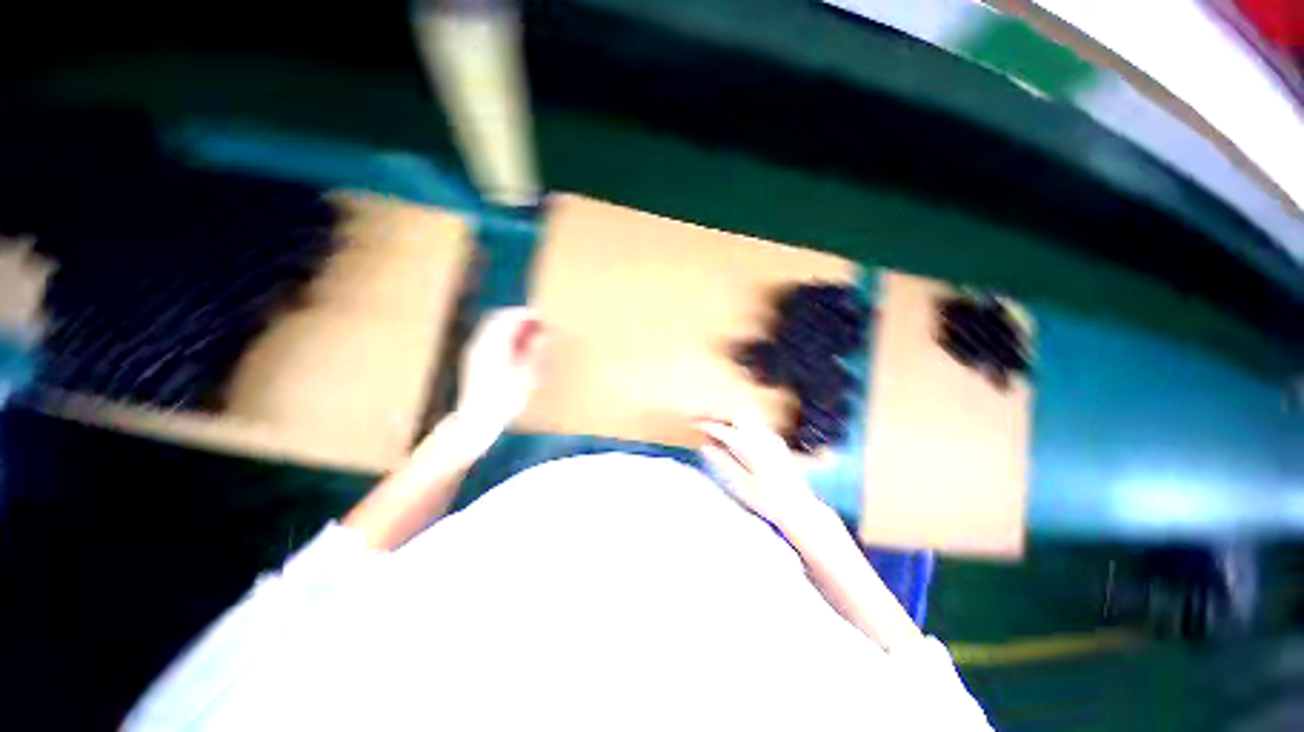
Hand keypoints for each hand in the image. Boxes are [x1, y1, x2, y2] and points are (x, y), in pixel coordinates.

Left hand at [445, 307, 546, 458]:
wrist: (477, 420)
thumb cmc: (503, 400)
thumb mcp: (524, 376)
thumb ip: (532, 352)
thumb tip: (541, 334)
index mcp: (491, 345)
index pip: (506, 317)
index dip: (524, 314)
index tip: (542, 315)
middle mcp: (480, 345)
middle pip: (498, 320)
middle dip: (519, 319)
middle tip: (540, 323)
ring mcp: (476, 353)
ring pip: (494, 330)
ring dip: (513, 328)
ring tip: (534, 335)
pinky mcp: (476, 362)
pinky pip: (492, 341)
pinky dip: (507, 339)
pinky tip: (521, 349)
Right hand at [697, 408, 829, 531]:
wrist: (800, 509)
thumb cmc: (768, 501)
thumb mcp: (741, 485)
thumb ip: (723, 462)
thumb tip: (705, 446)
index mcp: (753, 448)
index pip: (725, 431)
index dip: (709, 426)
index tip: (696, 424)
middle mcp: (764, 438)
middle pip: (739, 414)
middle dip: (721, 415)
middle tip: (706, 420)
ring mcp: (773, 438)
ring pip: (749, 416)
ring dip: (732, 418)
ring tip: (719, 427)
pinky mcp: (778, 442)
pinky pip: (757, 424)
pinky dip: (743, 424)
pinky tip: (736, 435)